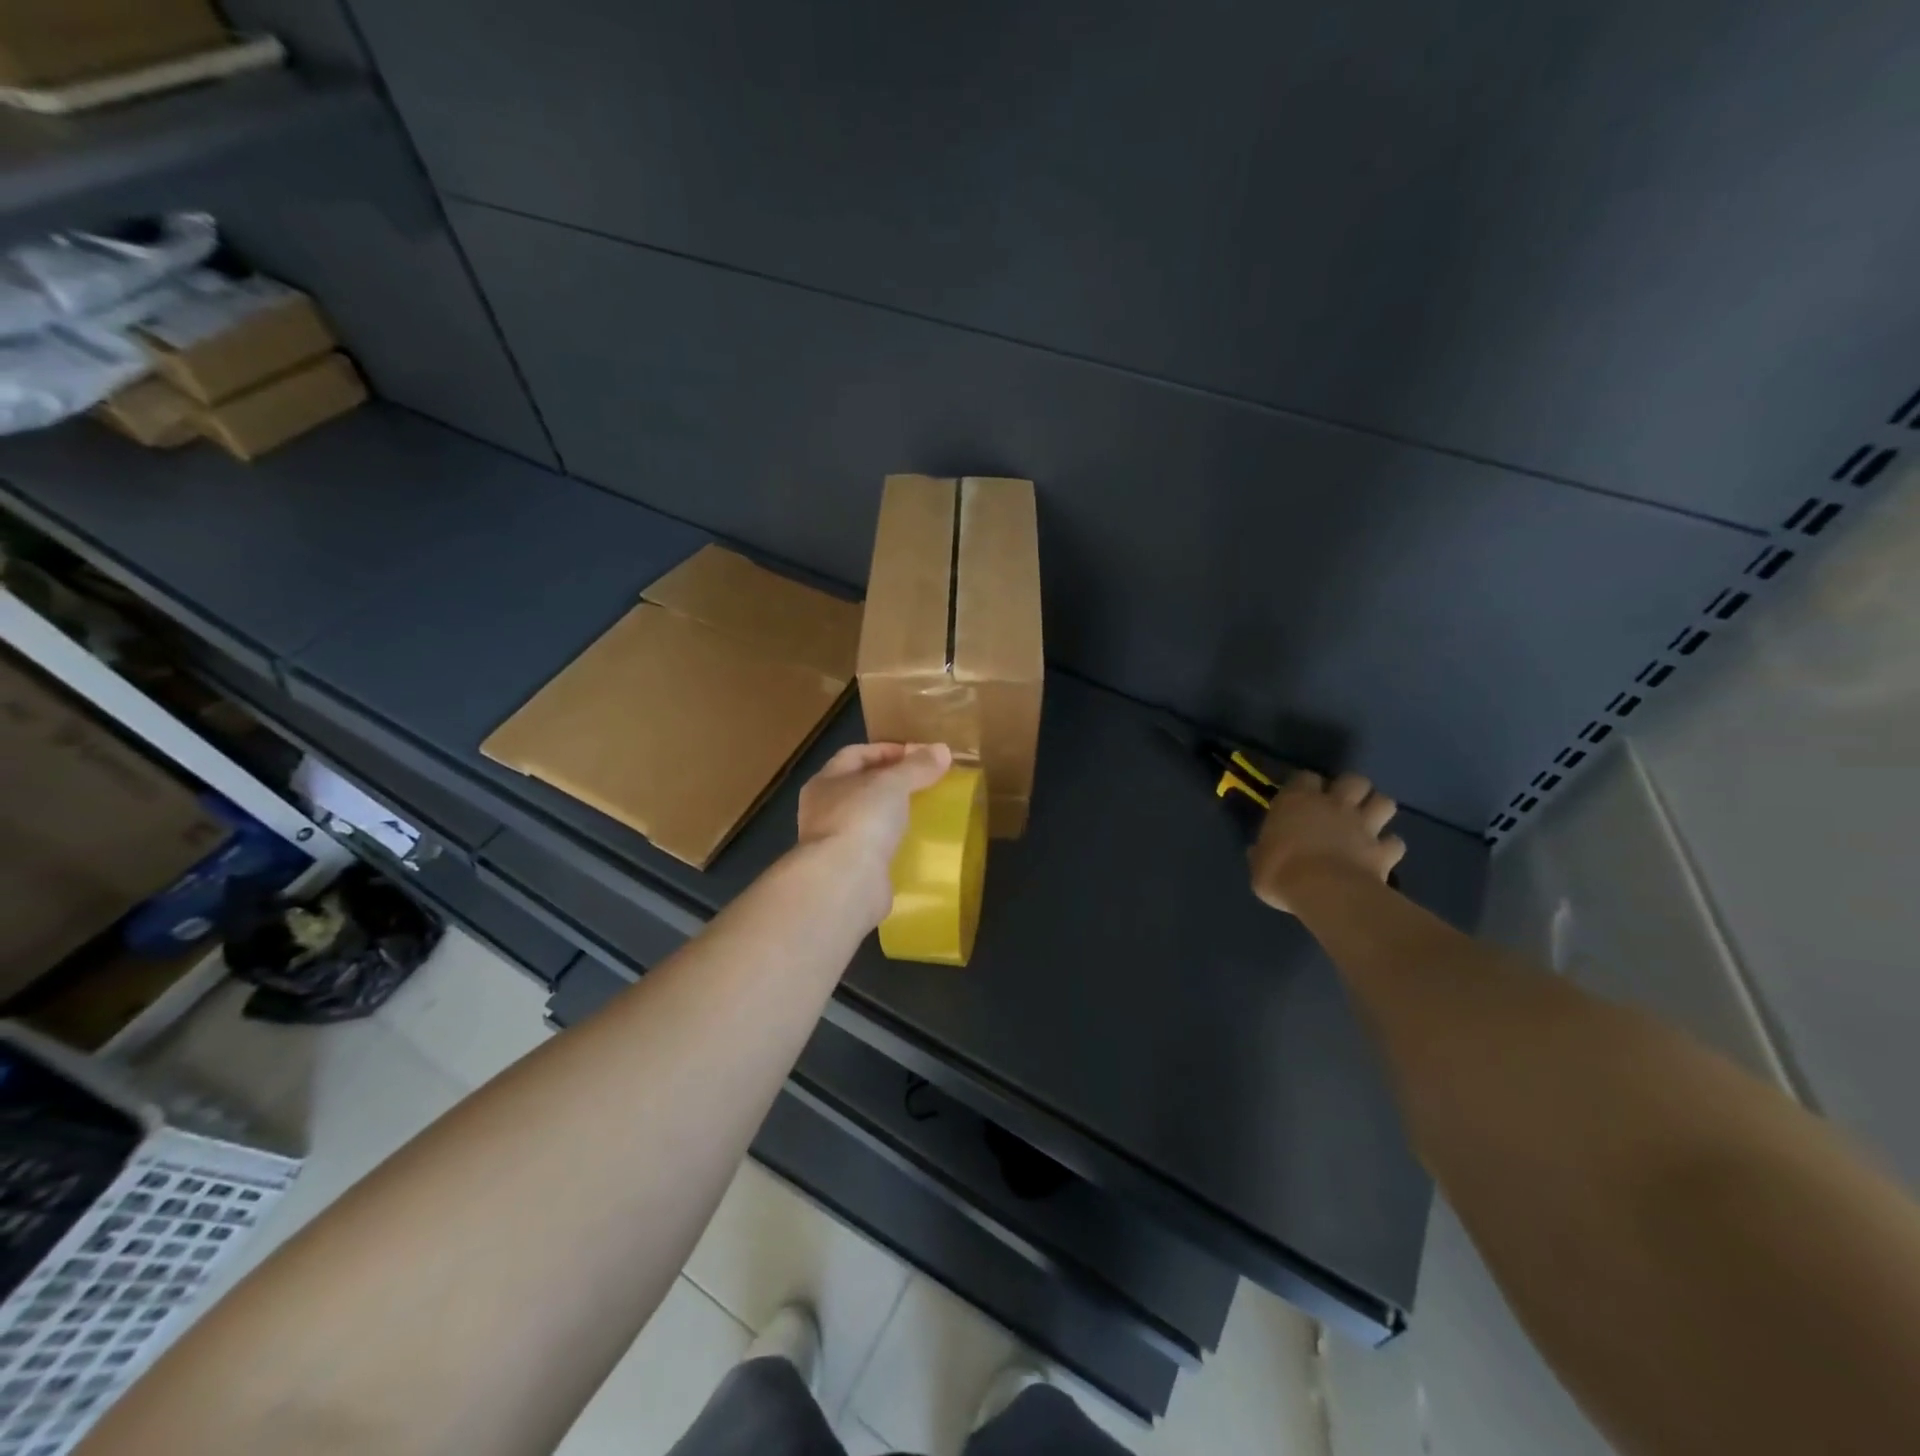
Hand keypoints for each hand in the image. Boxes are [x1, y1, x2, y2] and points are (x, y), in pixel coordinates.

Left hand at [798, 742, 953, 917]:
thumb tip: (942, 749)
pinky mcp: (849, 871)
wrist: (845, 882)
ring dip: (892, 814)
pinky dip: (893, 844)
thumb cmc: (862, 819)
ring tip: (924, 811)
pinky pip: (874, 849)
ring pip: (867, 819)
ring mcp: (834, 843)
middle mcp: (823, 810)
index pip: (856, 754)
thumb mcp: (894, 783)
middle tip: (926, 782)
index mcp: (825, 782)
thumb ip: (917, 766)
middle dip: (891, 782)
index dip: (887, 750)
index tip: (920, 754)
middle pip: (860, 786)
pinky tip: (915, 843)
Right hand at [1250, 771, 1405, 914]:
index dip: (1305, 786)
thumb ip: (1263, 852)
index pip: (1304, 777)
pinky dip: (1389, 847)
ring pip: (1384, 802)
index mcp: (1297, 801)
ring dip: (1377, 810)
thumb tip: (1258, 852)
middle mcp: (1333, 805)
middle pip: (1354, 780)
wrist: (1325, 892)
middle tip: (1342, 805)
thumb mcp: (1258, 863)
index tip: (1300, 799)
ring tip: (1368, 823)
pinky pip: (1395, 843)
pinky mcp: (1384, 850)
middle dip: (1352, 789)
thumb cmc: (1281, 872)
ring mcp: (1363, 825)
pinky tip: (1380, 855)